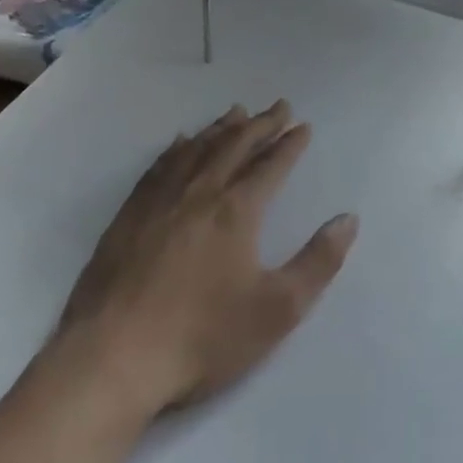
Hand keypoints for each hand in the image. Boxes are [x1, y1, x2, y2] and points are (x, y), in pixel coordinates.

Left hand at [56, 102, 356, 414]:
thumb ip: (318, 262)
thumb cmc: (203, 337)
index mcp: (236, 211)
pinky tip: (180, 142)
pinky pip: (159, 166)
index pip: (270, 166)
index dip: (289, 144)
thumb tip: (348, 218)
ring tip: (237, 112)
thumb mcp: (277, 310)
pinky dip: (176, 148)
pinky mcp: (129, 215)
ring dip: (221, 128)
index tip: (303, 126)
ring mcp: (159, 201)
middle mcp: (199, 193)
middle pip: (234, 146)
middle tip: (278, 107)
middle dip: (261, 124)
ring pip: (196, 150)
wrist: (114, 355)